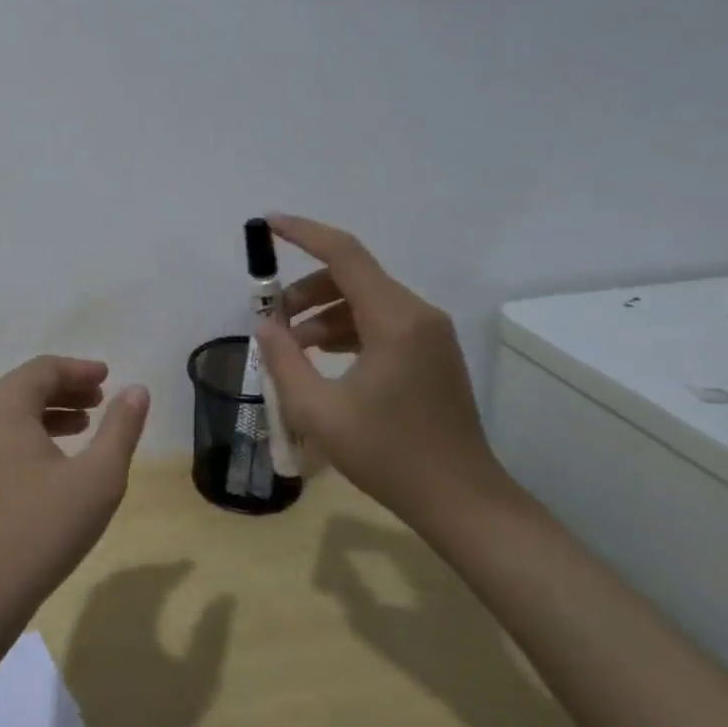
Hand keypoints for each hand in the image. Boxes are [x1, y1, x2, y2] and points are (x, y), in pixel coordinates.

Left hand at [0, 357, 150, 635]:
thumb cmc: (44, 528)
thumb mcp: (98, 477)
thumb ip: (121, 428)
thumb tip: (137, 390)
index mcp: (5, 407)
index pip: (44, 369)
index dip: (79, 369)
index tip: (108, 376)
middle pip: (26, 386)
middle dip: (67, 387)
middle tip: (102, 397)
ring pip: (15, 412)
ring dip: (52, 410)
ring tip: (87, 422)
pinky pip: (5, 435)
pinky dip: (35, 432)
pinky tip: (59, 457)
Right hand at [253, 214, 496, 521]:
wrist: (462, 502)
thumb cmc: (388, 455)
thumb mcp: (319, 411)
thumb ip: (284, 360)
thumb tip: (266, 326)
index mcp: (395, 321)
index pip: (344, 254)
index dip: (303, 233)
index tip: (267, 223)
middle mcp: (417, 315)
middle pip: (351, 276)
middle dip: (305, 290)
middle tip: (272, 319)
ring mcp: (429, 334)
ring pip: (364, 299)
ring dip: (322, 312)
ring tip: (291, 346)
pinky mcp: (430, 353)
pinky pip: (380, 321)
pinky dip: (345, 328)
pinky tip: (321, 358)